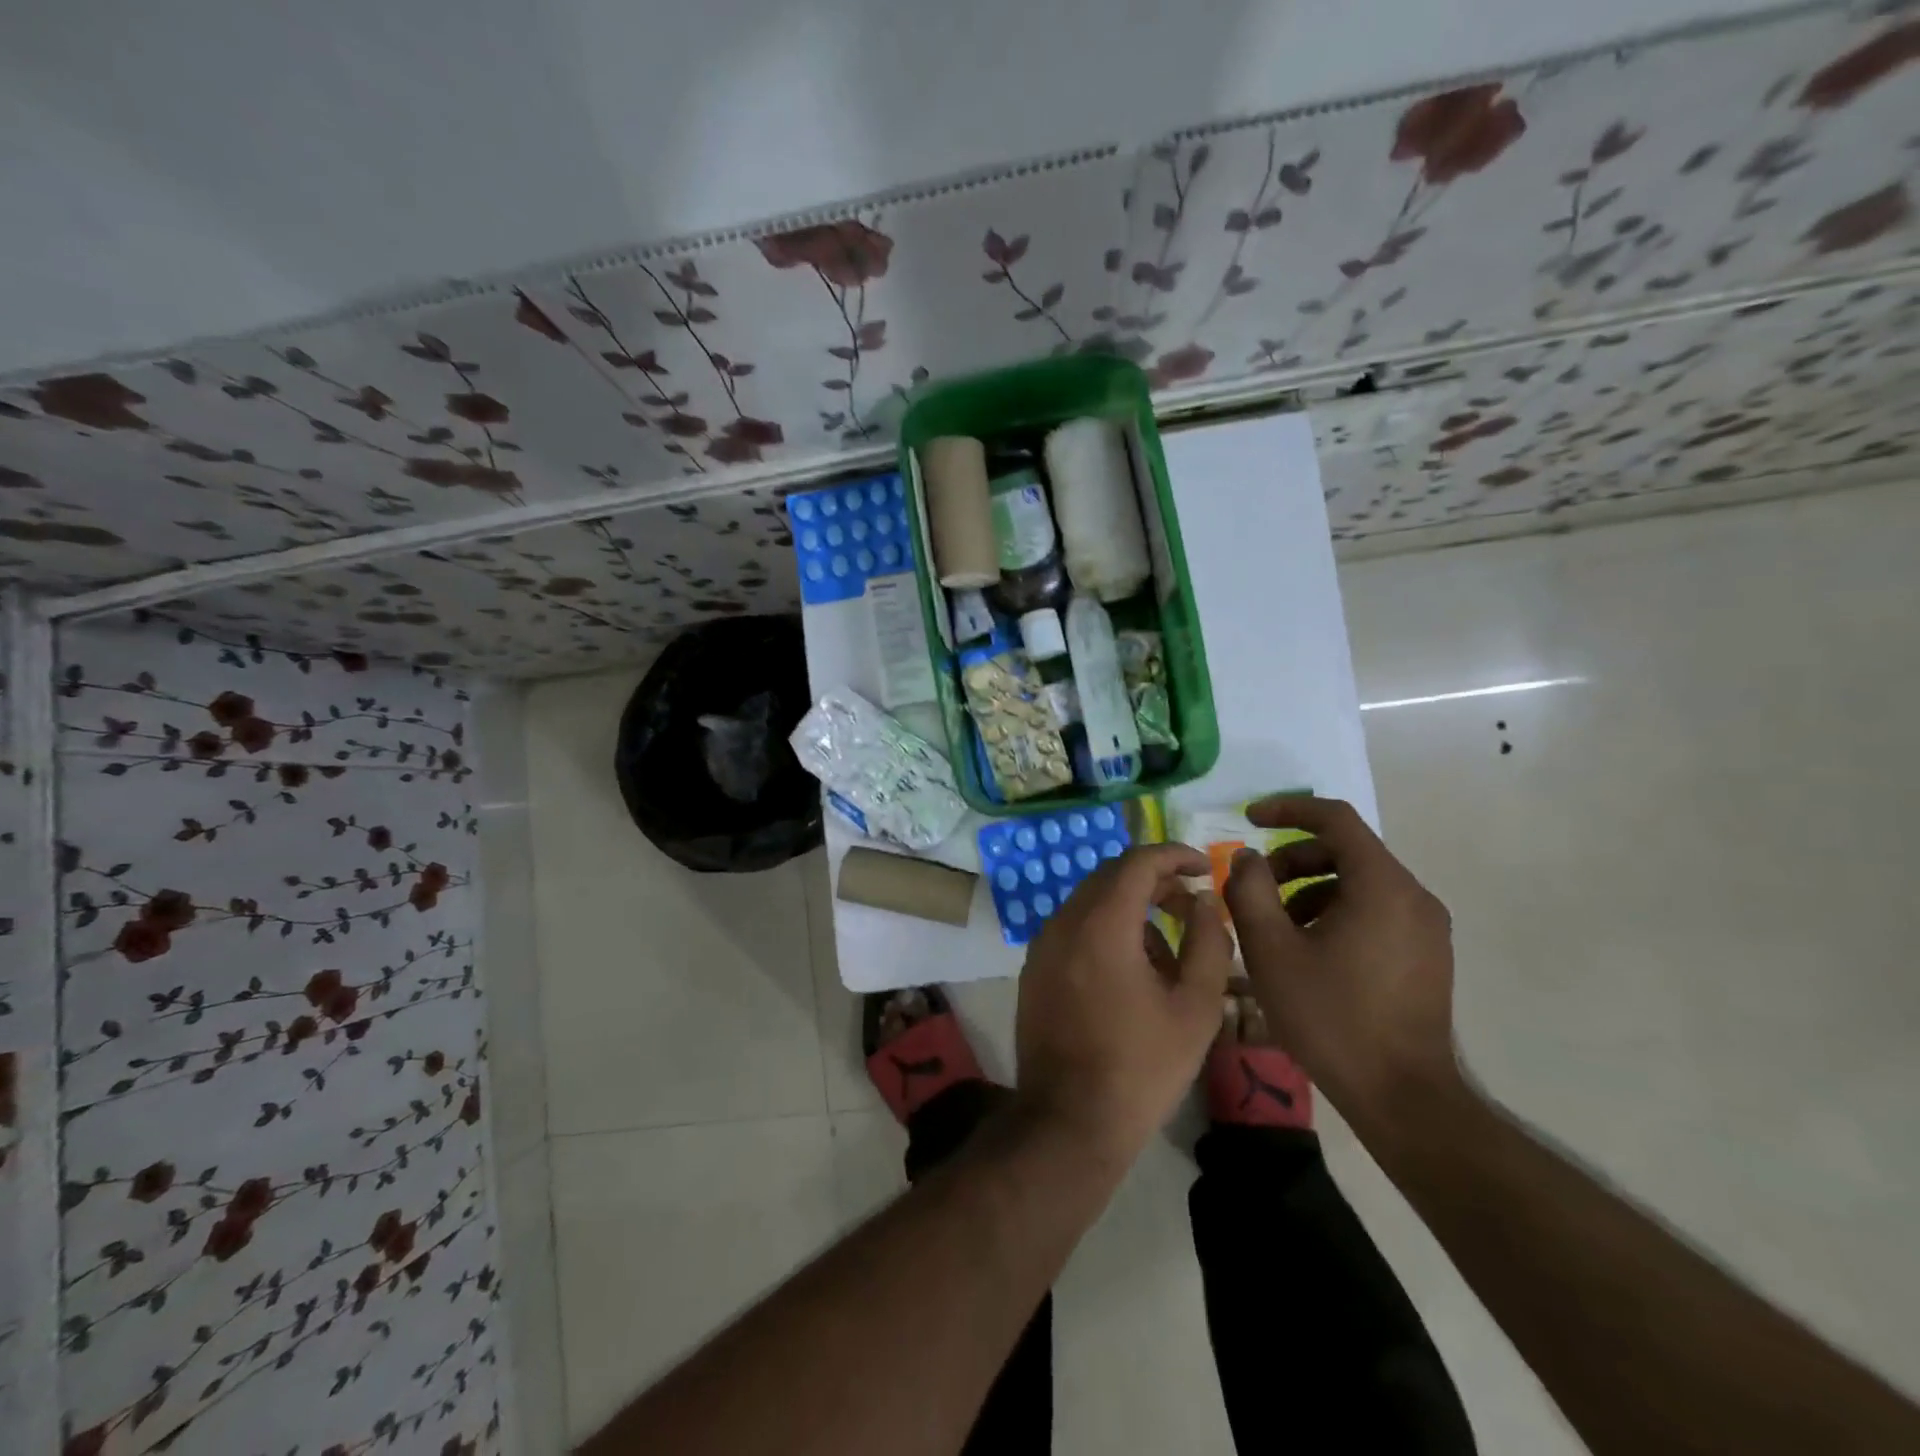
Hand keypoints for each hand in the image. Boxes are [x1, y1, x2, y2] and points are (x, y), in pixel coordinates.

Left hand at [1015, 844, 1233, 1157]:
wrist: (1069, 1121)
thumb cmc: (1141, 1067)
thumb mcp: (1195, 1008)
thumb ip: (1208, 943)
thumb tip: (1205, 901)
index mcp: (1102, 924)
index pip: (1137, 862)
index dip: (1174, 855)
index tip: (1202, 866)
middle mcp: (1064, 922)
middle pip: (1111, 877)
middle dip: (1155, 881)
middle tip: (1192, 906)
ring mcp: (1042, 945)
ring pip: (1092, 903)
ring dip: (1131, 909)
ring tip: (1169, 953)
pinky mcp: (1034, 968)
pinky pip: (1074, 929)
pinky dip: (1106, 930)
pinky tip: (1132, 973)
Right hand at [1221, 796, 1460, 1128]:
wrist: (1403, 1096)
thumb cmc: (1331, 1017)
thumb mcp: (1271, 950)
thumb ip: (1250, 891)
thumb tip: (1248, 857)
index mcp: (1381, 885)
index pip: (1335, 819)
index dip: (1287, 809)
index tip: (1248, 820)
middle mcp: (1413, 896)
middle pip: (1347, 850)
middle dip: (1294, 858)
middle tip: (1255, 888)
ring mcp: (1427, 927)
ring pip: (1360, 882)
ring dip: (1311, 887)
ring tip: (1276, 926)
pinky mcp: (1428, 954)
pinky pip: (1376, 909)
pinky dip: (1336, 910)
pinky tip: (1309, 950)